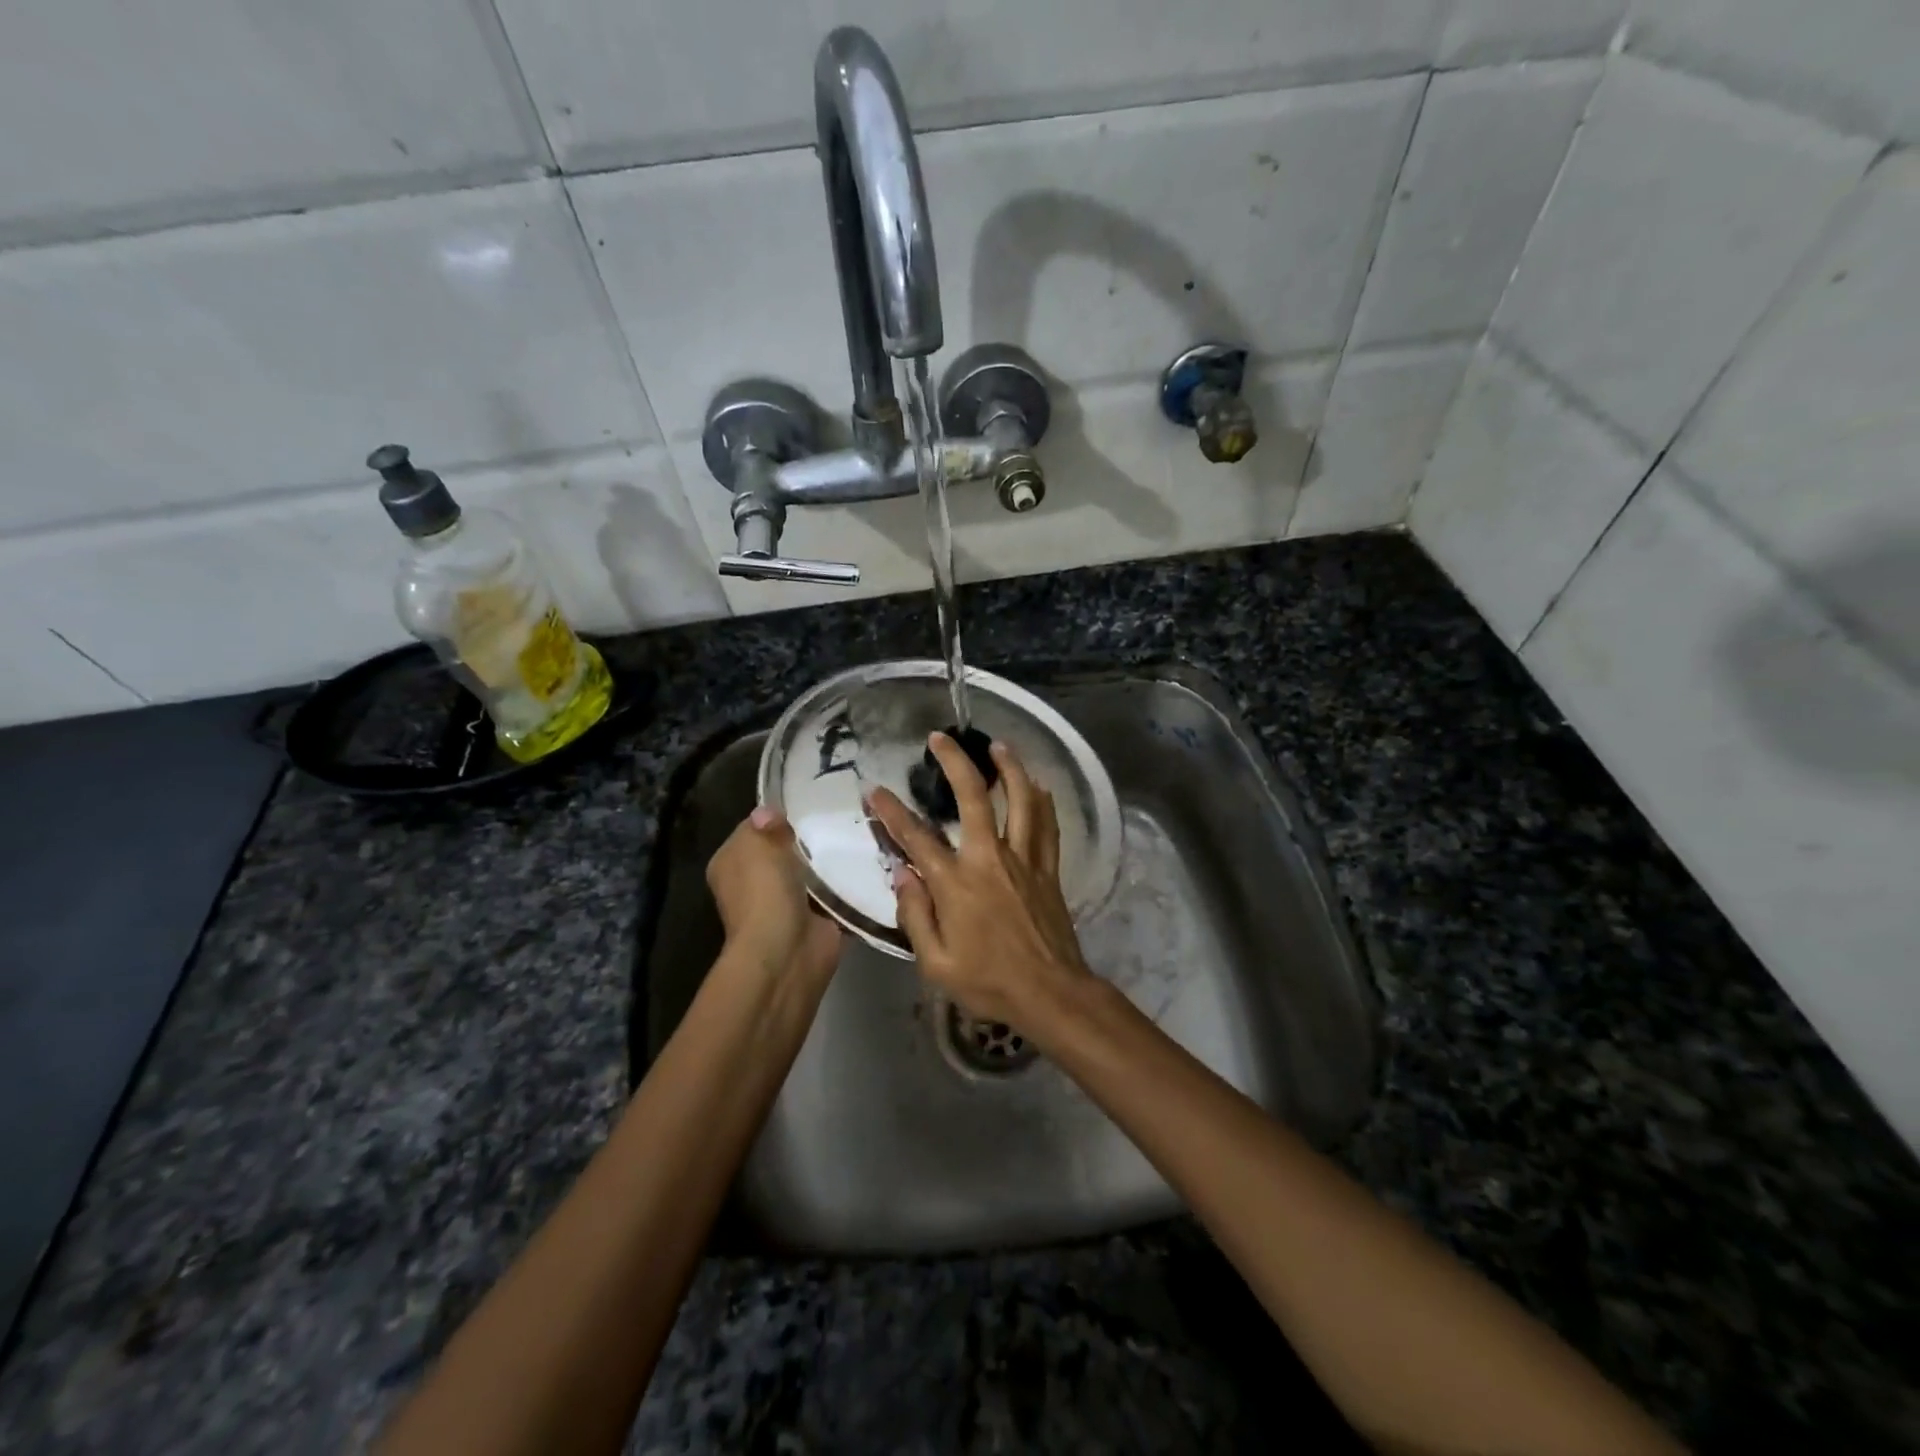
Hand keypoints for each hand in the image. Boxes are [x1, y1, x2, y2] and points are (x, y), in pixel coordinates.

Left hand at [706, 806, 843, 984]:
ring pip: (814, 872)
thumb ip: (767, 824)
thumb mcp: (758, 844)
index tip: (808, 801)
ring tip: (859, 832)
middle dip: (810, 837)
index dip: (777, 816)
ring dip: (832, 860)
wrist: (787, 950)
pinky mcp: (818, 919)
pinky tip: (868, 861)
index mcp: (732, 864)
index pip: (755, 829)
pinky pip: (837, 894)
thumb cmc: (764, 891)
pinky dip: (849, 884)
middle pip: (787, 850)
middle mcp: (756, 884)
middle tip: (840, 815)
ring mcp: (788, 904)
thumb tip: (770, 811)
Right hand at [866, 734, 1094, 1026]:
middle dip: (955, 763)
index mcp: (957, 884)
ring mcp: (1024, 861)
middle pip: (974, 799)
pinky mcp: (1048, 870)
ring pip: (1020, 802)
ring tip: (998, 745)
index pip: (917, 839)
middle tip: (940, 738)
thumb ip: (915, 915)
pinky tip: (1039, 785)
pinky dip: (1043, 802)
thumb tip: (903, 874)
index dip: (891, 812)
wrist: (1050, 994)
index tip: (875, 790)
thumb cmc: (988, 983)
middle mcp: (990, 860)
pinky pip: (1048, 826)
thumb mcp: (936, 963)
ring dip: (1009, 769)